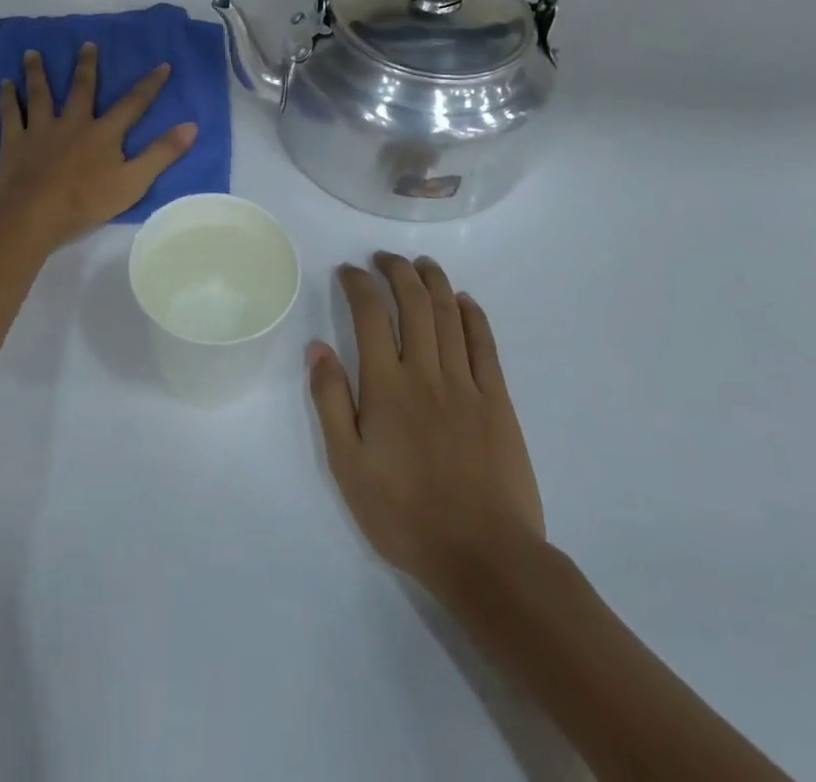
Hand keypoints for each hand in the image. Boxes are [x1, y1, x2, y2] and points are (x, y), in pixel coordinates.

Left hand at [0, 44, 197, 248]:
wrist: (34, 213)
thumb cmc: (86, 201)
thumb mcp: (134, 181)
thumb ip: (161, 153)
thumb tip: (191, 125)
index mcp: (103, 133)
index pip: (133, 104)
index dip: (149, 85)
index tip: (162, 64)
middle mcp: (73, 122)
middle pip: (82, 89)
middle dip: (86, 66)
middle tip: (86, 44)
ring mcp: (41, 130)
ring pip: (40, 94)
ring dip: (37, 72)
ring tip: (31, 52)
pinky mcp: (15, 142)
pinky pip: (9, 115)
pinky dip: (7, 98)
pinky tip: (3, 84)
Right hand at [308, 253, 544, 599]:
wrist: (484, 557)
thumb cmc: (405, 515)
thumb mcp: (347, 465)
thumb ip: (330, 401)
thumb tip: (317, 347)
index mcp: (386, 386)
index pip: (370, 314)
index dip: (358, 283)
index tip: (347, 271)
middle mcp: (426, 372)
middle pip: (413, 302)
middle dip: (396, 271)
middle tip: (383, 258)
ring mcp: (466, 384)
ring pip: (449, 314)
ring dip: (434, 281)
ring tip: (420, 263)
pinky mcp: (498, 401)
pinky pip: (484, 344)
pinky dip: (473, 314)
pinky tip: (463, 300)